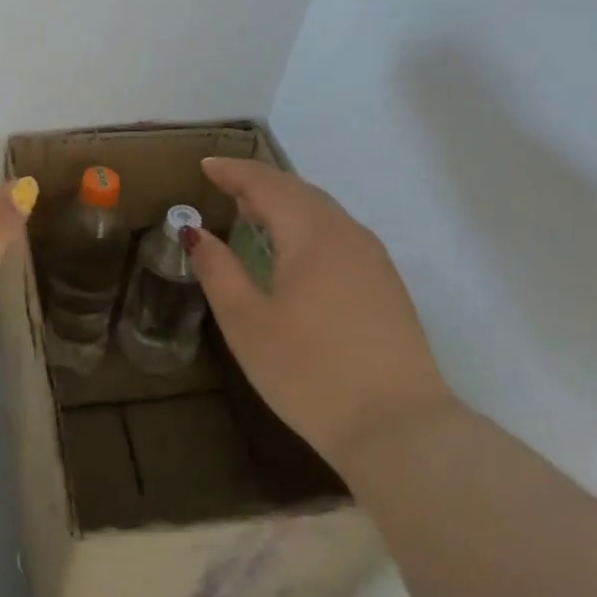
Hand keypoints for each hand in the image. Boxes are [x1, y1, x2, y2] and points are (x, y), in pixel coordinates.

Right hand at [186, 157, 453, 464]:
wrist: (400, 430)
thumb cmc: (309, 372)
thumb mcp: (246, 322)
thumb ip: (218, 270)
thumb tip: (196, 232)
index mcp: (311, 233)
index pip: (267, 184)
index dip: (233, 171)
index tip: (205, 166)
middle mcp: (347, 234)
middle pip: (298, 191)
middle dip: (259, 183)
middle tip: (224, 186)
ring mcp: (373, 260)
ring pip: (323, 212)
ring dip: (285, 203)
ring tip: (254, 211)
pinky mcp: (387, 286)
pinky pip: (339, 234)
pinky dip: (307, 224)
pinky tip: (295, 248)